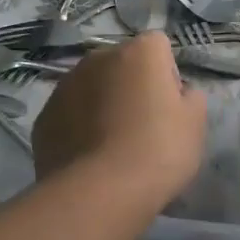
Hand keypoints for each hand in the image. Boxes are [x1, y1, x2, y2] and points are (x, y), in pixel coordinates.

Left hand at [33, 31, 207, 201]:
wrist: (98, 192)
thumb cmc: (157, 150)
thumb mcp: (195, 124)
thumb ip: (191, 97)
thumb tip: (179, 93)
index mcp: (139, 51)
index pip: (159, 47)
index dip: (167, 75)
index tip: (169, 106)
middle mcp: (99, 57)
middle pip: (122, 64)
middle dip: (131, 86)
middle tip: (142, 126)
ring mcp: (65, 85)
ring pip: (92, 87)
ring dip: (102, 104)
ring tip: (112, 145)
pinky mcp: (44, 115)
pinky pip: (70, 113)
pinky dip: (79, 126)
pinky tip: (89, 157)